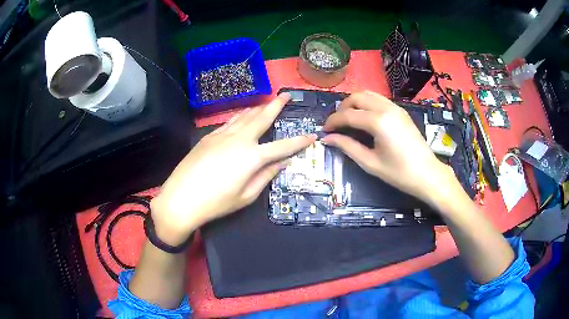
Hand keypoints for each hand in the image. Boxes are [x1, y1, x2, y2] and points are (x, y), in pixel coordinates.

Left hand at [151, 93, 315, 245]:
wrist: (181, 198)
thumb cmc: (216, 203)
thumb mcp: (246, 196)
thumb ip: (266, 176)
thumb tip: (283, 163)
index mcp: (252, 157)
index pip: (282, 146)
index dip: (299, 141)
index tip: (312, 135)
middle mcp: (239, 139)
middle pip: (262, 118)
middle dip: (276, 105)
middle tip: (286, 95)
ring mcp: (221, 135)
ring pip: (244, 116)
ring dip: (258, 108)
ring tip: (267, 102)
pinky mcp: (208, 136)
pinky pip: (229, 122)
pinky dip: (240, 116)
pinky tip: (243, 116)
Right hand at [322, 91, 456, 206]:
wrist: (427, 174)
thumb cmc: (399, 173)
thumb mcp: (370, 163)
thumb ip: (348, 147)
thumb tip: (328, 139)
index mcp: (378, 122)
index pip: (348, 115)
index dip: (333, 122)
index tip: (325, 130)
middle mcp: (386, 108)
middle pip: (356, 97)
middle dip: (342, 108)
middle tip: (336, 124)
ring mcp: (395, 107)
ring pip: (368, 94)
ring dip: (354, 103)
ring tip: (348, 119)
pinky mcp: (400, 111)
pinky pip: (378, 99)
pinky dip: (367, 103)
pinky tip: (364, 117)